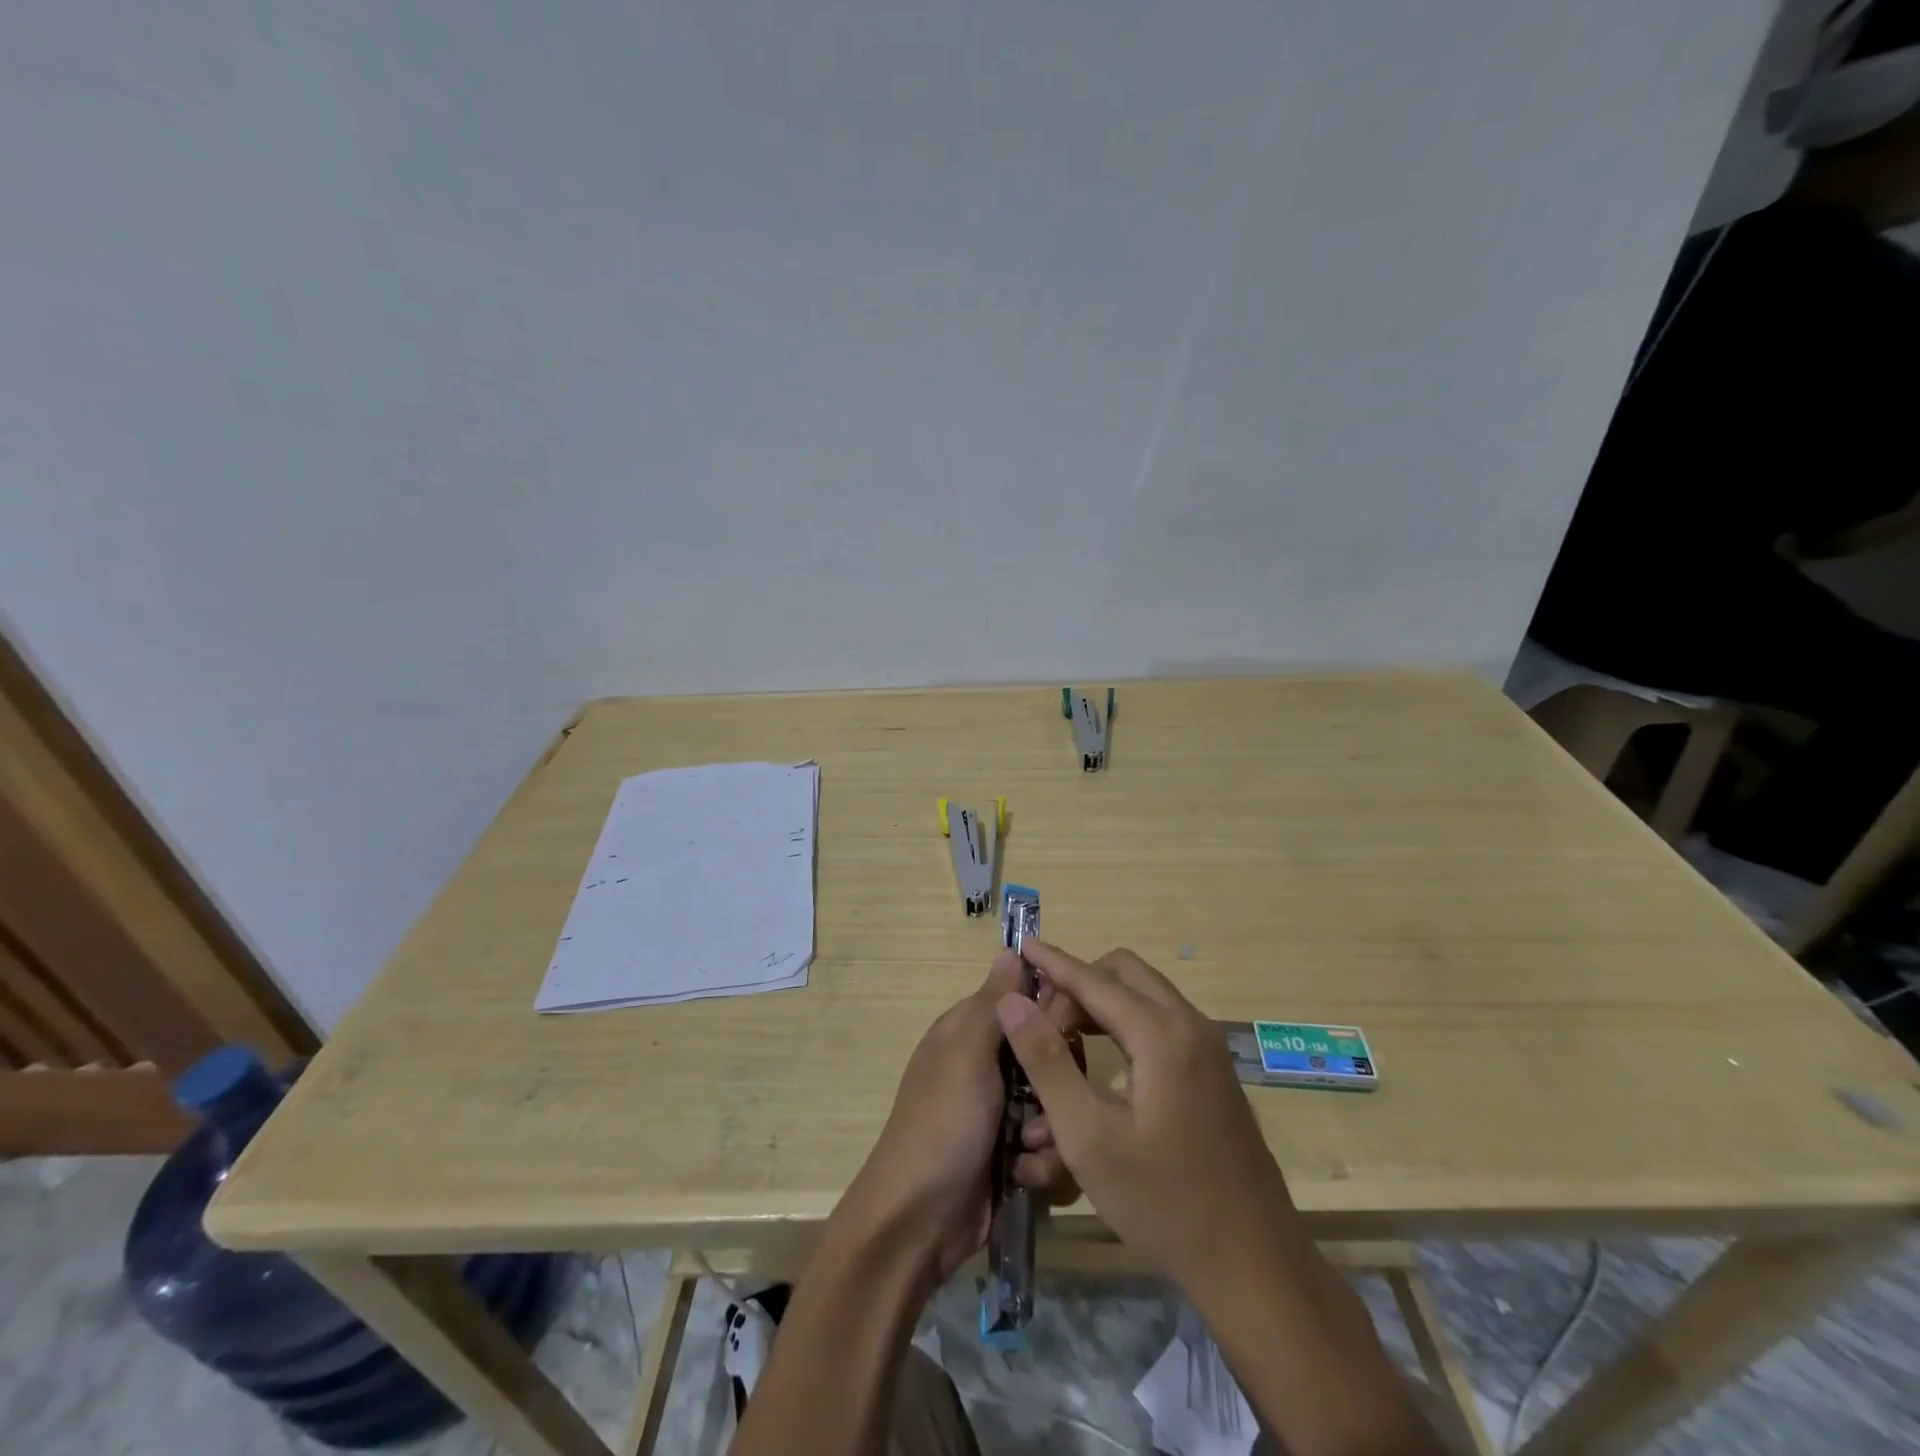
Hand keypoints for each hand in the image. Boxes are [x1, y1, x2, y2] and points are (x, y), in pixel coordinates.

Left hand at [841, 950, 1079, 1282]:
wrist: (918, 1222)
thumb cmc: (942, 1123)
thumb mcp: (966, 1053)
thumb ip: (994, 1003)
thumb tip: (1012, 948)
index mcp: (970, 1031)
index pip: (1025, 1000)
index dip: (1052, 1010)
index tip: (1069, 1030)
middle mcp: (988, 1065)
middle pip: (1049, 1054)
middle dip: (1056, 1079)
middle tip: (1045, 1099)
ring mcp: (1001, 1112)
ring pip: (1056, 1101)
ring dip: (1051, 1126)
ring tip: (1029, 1145)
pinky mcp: (1013, 1155)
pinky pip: (1050, 1144)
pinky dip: (1043, 1160)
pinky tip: (1026, 1175)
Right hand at [995, 943, 1296, 1291]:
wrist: (1253, 1264)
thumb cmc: (1162, 1201)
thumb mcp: (1088, 1136)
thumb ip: (1047, 1061)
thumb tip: (1012, 1002)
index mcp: (1161, 1034)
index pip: (1094, 980)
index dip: (1054, 962)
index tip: (1021, 945)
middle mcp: (1190, 1025)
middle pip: (1125, 973)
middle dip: (1079, 984)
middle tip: (1043, 1021)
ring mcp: (1208, 1049)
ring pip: (1145, 996)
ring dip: (1102, 1003)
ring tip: (1062, 1040)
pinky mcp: (1213, 1073)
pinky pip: (1162, 1024)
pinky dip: (1126, 1024)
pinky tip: (1101, 1065)